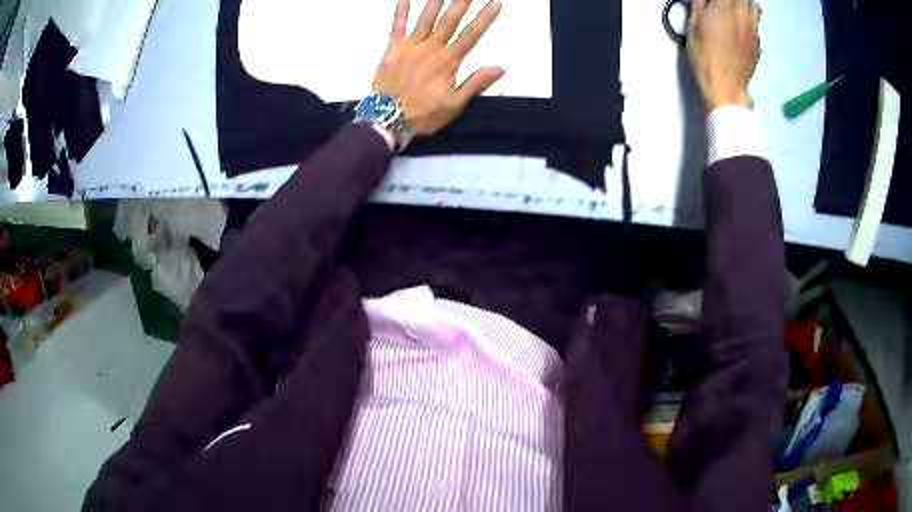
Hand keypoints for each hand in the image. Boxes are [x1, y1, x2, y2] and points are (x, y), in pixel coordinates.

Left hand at [372, 0, 505, 135]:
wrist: (387, 119)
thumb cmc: (421, 114)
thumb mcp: (454, 104)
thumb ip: (476, 83)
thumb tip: (499, 68)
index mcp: (448, 62)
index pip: (471, 35)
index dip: (485, 18)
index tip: (494, 4)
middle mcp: (430, 49)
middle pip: (450, 21)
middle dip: (461, 3)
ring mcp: (410, 47)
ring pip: (426, 18)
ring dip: (436, 2)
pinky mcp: (393, 49)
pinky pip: (397, 26)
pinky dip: (401, 11)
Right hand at [687, 0, 760, 109]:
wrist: (725, 86)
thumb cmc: (706, 57)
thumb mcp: (694, 27)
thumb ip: (698, 6)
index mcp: (724, 8)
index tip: (711, 2)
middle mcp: (741, 16)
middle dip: (734, 0)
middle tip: (724, 4)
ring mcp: (752, 31)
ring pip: (754, 8)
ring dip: (745, 5)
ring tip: (735, 10)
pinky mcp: (757, 45)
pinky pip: (756, 25)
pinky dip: (749, 21)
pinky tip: (741, 28)